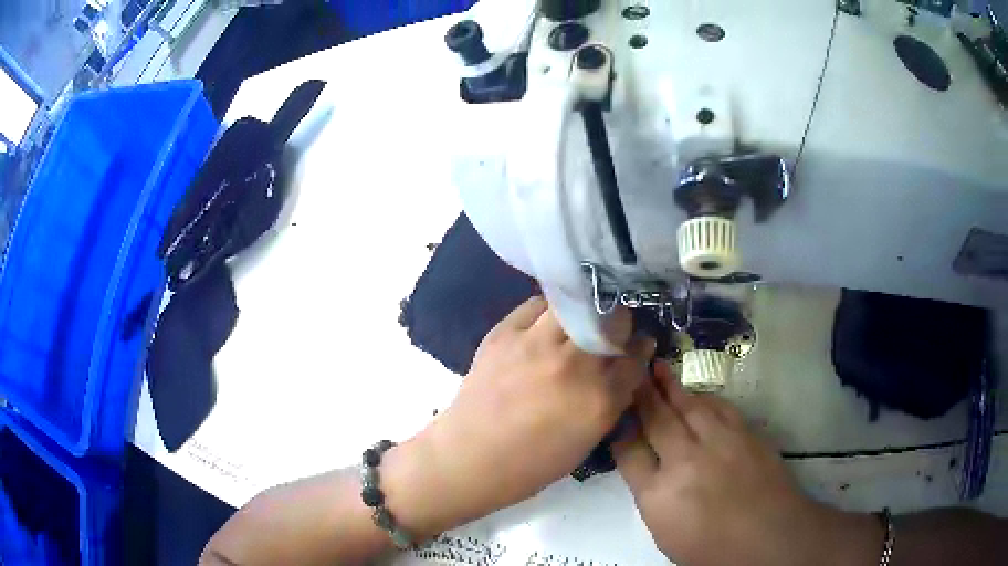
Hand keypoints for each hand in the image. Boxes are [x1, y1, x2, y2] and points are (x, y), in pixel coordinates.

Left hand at [384, 297, 654, 536]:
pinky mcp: (505, 333)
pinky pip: (537, 306)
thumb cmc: (531, 464)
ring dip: (585, 311)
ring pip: (576, 305)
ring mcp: (537, 345)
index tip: (638, 344)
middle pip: (612, 321)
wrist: (470, 457)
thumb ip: (610, 402)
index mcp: (598, 400)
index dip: (640, 348)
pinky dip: (548, 312)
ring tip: (580, 321)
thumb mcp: (586, 442)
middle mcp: (573, 365)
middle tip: (611, 330)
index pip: (636, 358)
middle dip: (618, 323)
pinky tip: (547, 324)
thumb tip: (622, 371)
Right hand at [614, 363, 883, 565]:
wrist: (768, 534)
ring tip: (658, 367)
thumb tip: (643, 465)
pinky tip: (696, 393)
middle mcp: (684, 461)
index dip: (621, 429)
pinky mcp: (744, 433)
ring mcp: (718, 443)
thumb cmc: (712, 546)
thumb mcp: (666, 533)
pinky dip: (703, 397)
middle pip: (657, 420)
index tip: (616, 414)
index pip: (629, 452)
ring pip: (688, 406)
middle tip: (631, 373)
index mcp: (658, 494)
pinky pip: (718, 406)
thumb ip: (651, 496)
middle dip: (641, 395)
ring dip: (670, 386)